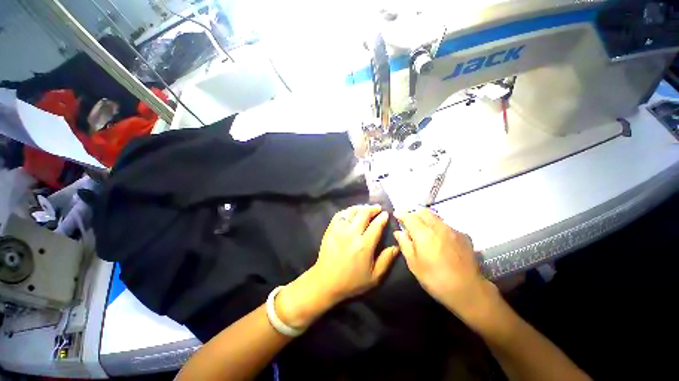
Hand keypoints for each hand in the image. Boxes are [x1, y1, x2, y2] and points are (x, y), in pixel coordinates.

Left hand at [276, 205, 398, 327]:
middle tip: (378, 208)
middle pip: (364, 214)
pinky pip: (340, 214)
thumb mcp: (374, 277)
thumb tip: (396, 247)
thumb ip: (386, 260)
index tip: (386, 214)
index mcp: (364, 245)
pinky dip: (348, 211)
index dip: (383, 218)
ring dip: (361, 207)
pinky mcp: (330, 229)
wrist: (326, 281)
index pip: (376, 225)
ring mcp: (339, 230)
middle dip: (373, 209)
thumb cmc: (351, 281)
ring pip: (352, 211)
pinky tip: (352, 212)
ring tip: (366, 208)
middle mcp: (352, 234)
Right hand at [393, 209, 499, 324]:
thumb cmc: (435, 278)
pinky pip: (447, 225)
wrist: (468, 290)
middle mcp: (438, 227)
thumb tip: (399, 232)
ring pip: (436, 217)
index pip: (409, 216)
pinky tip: (440, 240)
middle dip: (414, 213)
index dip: (401, 214)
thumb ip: (404, 244)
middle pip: (424, 211)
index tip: (396, 215)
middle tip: (409, 222)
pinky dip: (438, 227)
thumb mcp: (413, 263)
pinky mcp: (463, 236)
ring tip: (424, 230)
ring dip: (426, 219)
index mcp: (423, 234)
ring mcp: (453, 230)